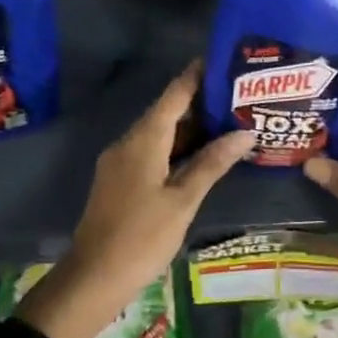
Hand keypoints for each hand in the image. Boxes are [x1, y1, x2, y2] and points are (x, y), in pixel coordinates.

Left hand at [18, 63, 253, 337]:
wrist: (92, 279)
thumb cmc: (141, 237)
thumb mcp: (183, 200)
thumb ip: (212, 163)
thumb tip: (245, 132)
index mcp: (144, 139)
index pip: (175, 93)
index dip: (198, 74)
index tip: (223, 58)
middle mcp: (130, 141)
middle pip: (168, 111)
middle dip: (201, 101)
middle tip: (238, 94)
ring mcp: (121, 161)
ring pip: (160, 133)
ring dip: (191, 127)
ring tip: (229, 120)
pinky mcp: (120, 179)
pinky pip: (152, 150)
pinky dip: (178, 146)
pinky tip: (202, 155)